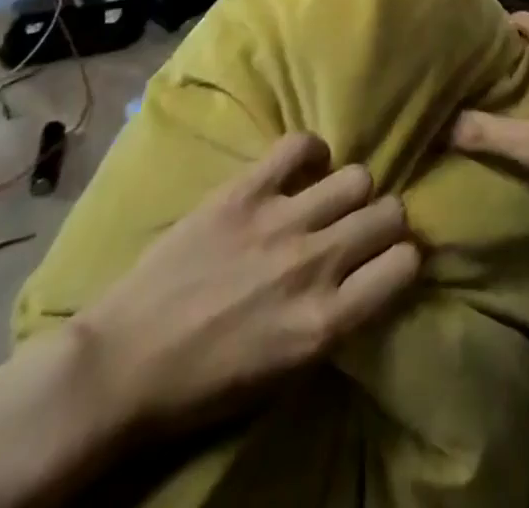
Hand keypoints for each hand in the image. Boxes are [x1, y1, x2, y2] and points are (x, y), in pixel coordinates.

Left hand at [76, 133, 419, 435]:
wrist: (122, 365)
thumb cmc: (204, 384)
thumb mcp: (285, 373)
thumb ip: (335, 321)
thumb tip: (368, 276)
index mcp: (323, 322)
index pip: (406, 265)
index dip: (404, 259)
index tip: (390, 259)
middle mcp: (314, 264)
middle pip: (389, 211)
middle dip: (385, 219)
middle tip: (363, 228)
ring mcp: (279, 221)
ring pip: (356, 176)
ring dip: (350, 189)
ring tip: (329, 199)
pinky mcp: (245, 190)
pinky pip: (300, 144)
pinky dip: (310, 152)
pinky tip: (301, 170)